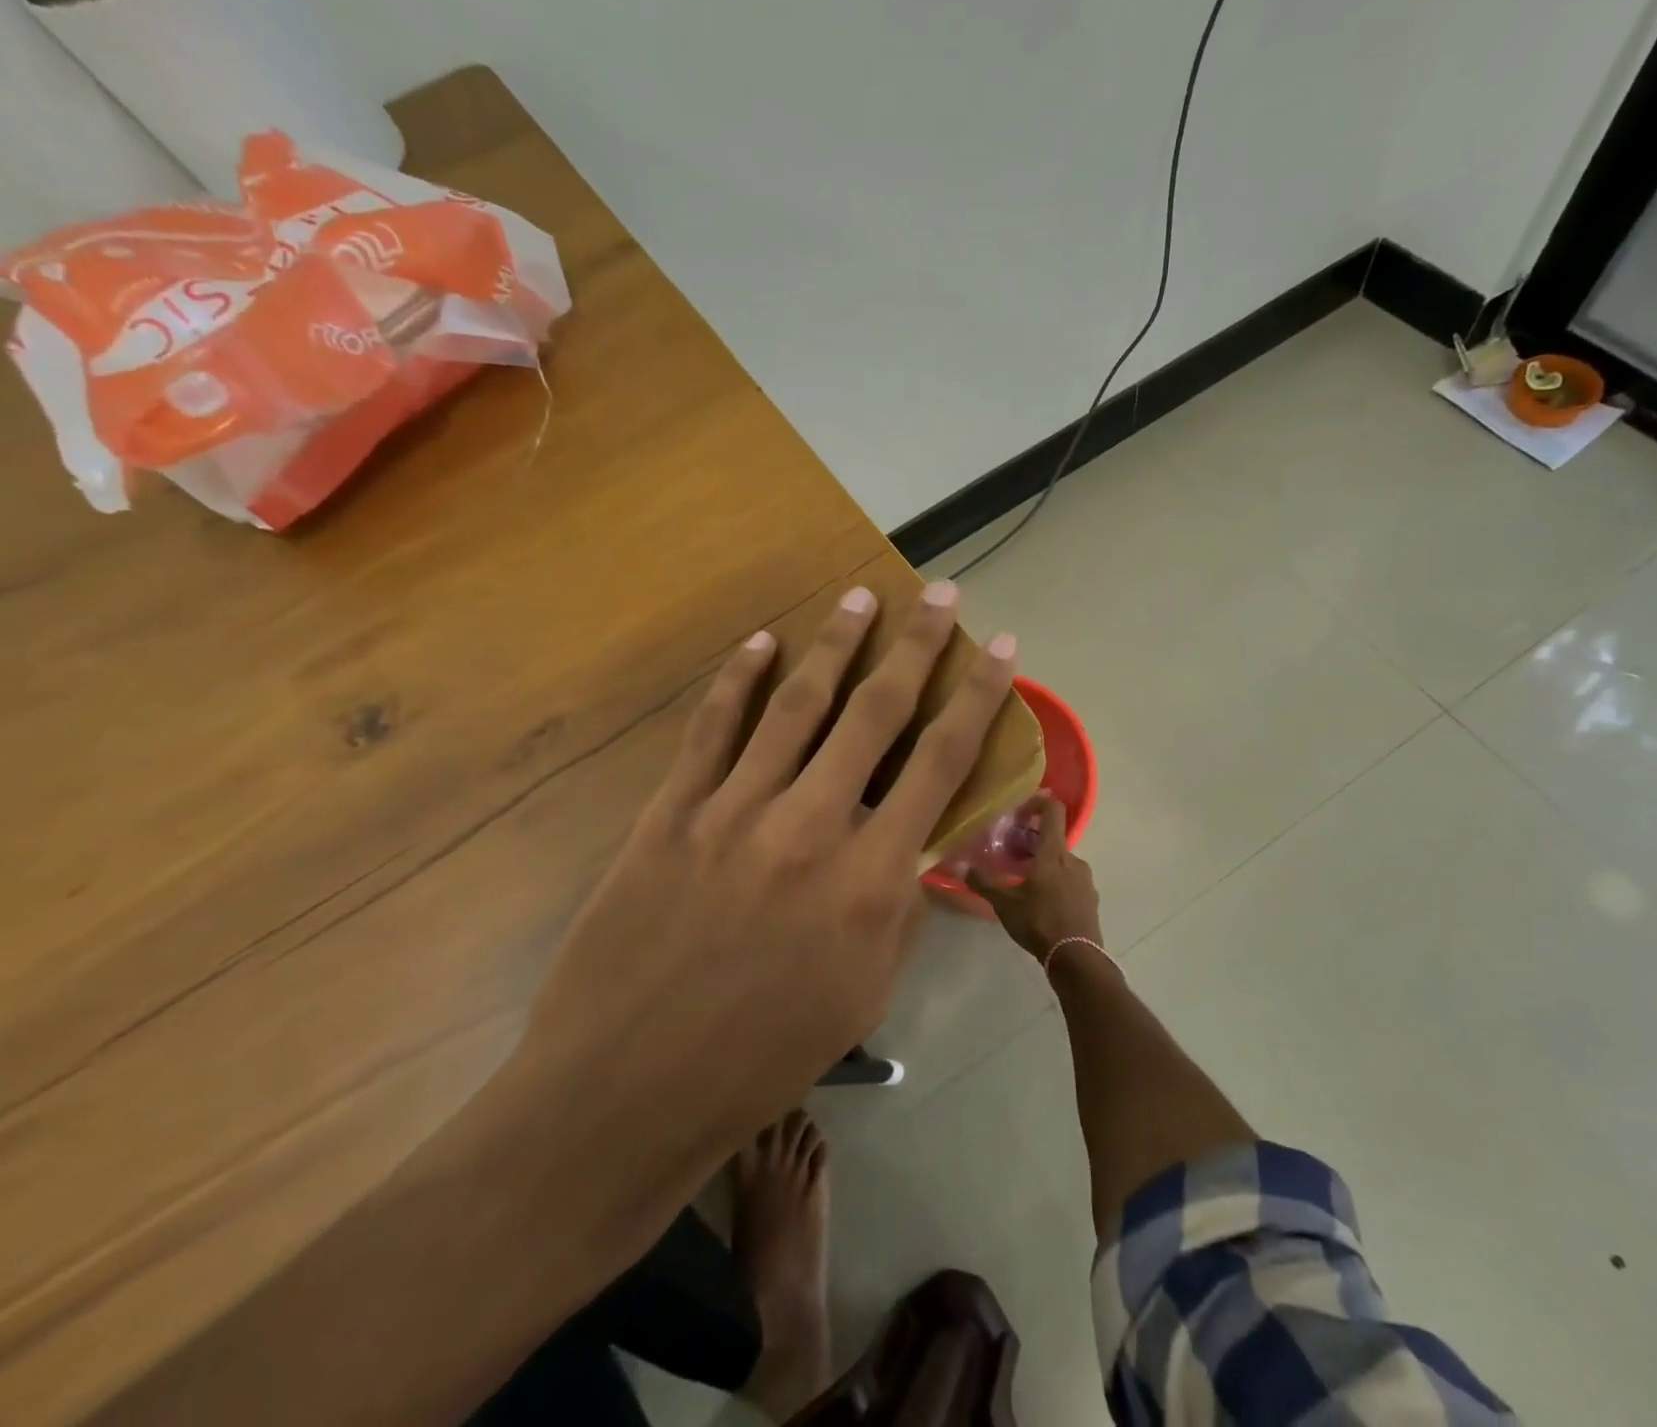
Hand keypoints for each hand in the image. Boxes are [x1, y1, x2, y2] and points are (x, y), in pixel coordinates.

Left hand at [518, 581, 1018, 1148]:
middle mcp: (811, 825)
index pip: (942, 763)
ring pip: (797, 704)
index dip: (979, 696)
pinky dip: (738, 680)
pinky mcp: (671, 813)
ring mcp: (734, 811)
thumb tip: (913, 847)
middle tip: (940, 592)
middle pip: (876, 712)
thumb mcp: (865, 993)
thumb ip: (897, 908)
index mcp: (870, 879)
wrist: (626, 1091)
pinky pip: (711, 730)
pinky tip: (760, 644)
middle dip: (917, 645)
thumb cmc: (764, 1058)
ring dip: (835, 643)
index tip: (1002, 648)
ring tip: (861, 596)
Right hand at [968, 795, 1102, 963]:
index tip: (1023, 809)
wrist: (1077, 958)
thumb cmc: (1039, 922)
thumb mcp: (1005, 903)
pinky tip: (1043, 905)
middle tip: (1013, 858)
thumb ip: (984, 882)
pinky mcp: (1091, 899)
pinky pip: (1072, 882)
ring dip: (1046, 867)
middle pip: (1054, 840)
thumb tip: (961, 866)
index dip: (1040, 802)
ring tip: (1026, 885)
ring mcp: (1086, 880)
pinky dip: (1057, 885)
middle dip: (1034, 844)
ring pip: (1063, 863)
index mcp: (1054, 853)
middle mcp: (1074, 860)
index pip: (1054, 811)